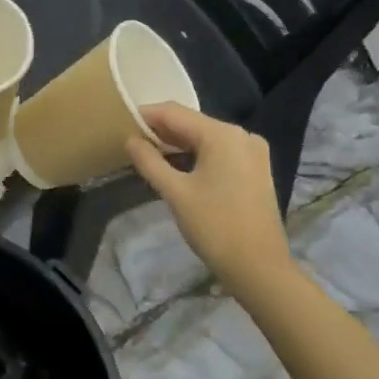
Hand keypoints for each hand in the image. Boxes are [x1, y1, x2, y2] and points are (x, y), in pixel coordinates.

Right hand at [125, 102, 290, 297]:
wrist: (258, 266)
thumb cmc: (214, 226)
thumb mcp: (175, 192)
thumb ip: (149, 161)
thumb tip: (130, 140)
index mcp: (222, 134)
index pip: (174, 113)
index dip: (145, 115)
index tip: (119, 122)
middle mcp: (241, 135)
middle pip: (192, 123)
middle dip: (161, 130)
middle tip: (130, 141)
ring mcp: (252, 151)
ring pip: (206, 137)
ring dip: (177, 144)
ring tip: (147, 154)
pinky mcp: (255, 168)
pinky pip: (219, 151)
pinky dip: (196, 155)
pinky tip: (176, 166)